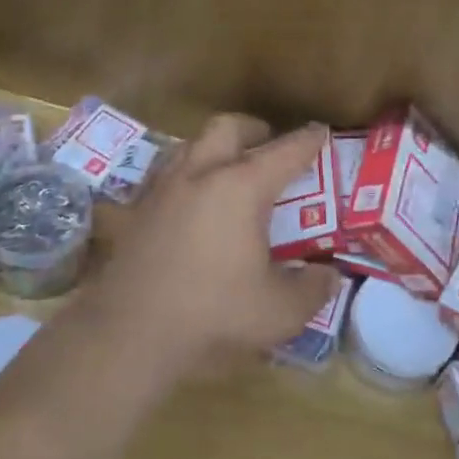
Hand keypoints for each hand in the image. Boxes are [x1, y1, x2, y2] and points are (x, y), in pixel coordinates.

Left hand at [84, 115, 336, 374]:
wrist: (130, 331)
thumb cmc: (213, 313)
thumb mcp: (279, 311)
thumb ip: (312, 289)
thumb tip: (329, 276)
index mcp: (240, 188)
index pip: (284, 152)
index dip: (307, 141)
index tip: (321, 131)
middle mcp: (200, 175)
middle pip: (227, 128)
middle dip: (254, 130)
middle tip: (268, 147)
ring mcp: (163, 189)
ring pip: (191, 144)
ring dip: (215, 147)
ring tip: (229, 170)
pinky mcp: (137, 210)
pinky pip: (166, 174)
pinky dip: (187, 175)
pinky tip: (192, 203)